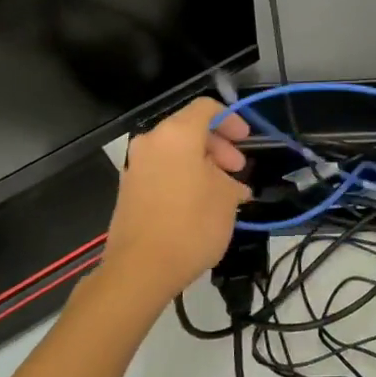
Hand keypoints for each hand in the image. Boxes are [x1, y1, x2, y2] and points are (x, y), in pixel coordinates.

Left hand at [97, 97, 251, 310]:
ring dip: (202, 164)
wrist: (141, 269)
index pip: (206, 108)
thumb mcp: (226, 199)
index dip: (231, 120)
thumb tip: (230, 184)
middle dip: (218, 146)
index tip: (246, 141)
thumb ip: (231, 181)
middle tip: (237, 170)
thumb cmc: (192, 225)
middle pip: (189, 129)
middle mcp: (151, 142)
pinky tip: (201, 205)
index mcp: (176, 135)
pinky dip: (184, 177)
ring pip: (175, 152)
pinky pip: (162, 171)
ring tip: (223, 192)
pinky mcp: (129, 189)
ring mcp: (136, 166)